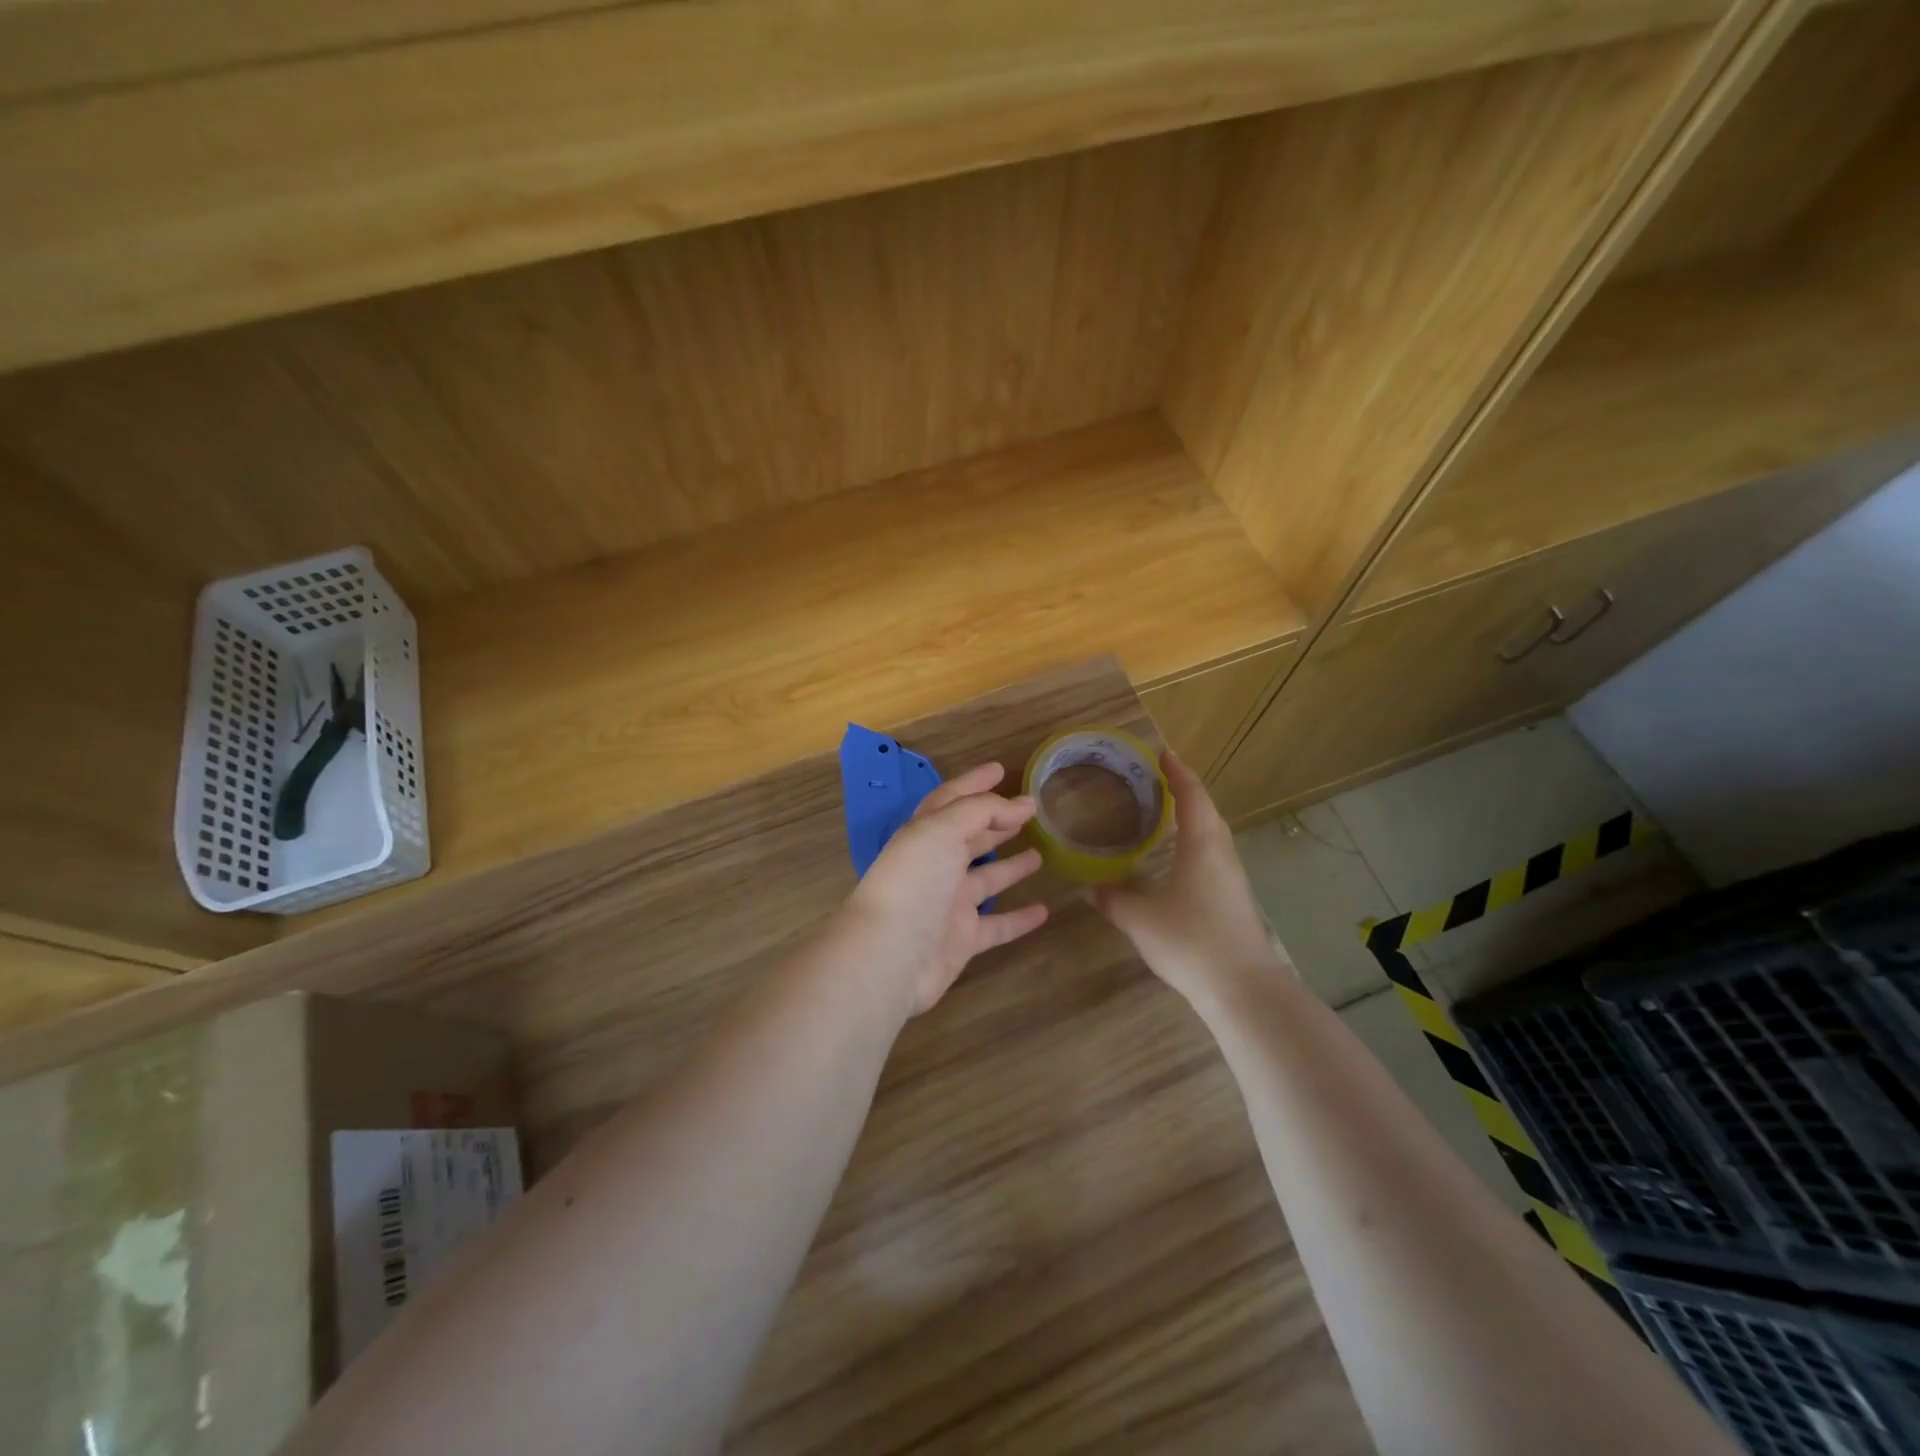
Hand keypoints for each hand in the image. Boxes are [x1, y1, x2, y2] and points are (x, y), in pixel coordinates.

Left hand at [841, 762, 1049, 1016]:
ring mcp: (949, 904)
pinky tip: (1044, 911)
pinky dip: (1019, 918)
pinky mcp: (962, 939)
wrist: (890, 956)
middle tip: (1029, 812)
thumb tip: (1022, 805)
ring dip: (1011, 866)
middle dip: (996, 822)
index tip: (1001, 769)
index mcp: (925, 834)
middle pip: (970, 837)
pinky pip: (997, 925)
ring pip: (986, 879)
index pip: (952, 799)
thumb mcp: (943, 830)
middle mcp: (936, 865)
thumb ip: (982, 811)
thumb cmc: (915, 883)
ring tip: (1041, 853)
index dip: (975, 782)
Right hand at [1091, 750, 1284, 1005]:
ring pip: (1213, 836)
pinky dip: (1196, 844)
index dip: (1177, 773)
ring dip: (1193, 818)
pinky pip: (1214, 858)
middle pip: (1208, 811)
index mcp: (1202, 846)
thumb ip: (1114, 900)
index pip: (1192, 796)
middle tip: (1159, 780)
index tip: (1163, 755)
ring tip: (1166, 815)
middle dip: (1186, 791)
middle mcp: (1222, 855)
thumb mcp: (1140, 919)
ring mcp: (1233, 879)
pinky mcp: (1235, 901)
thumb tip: (1091, 888)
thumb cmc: (1190, 941)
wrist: (1243, 989)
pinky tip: (1178, 862)